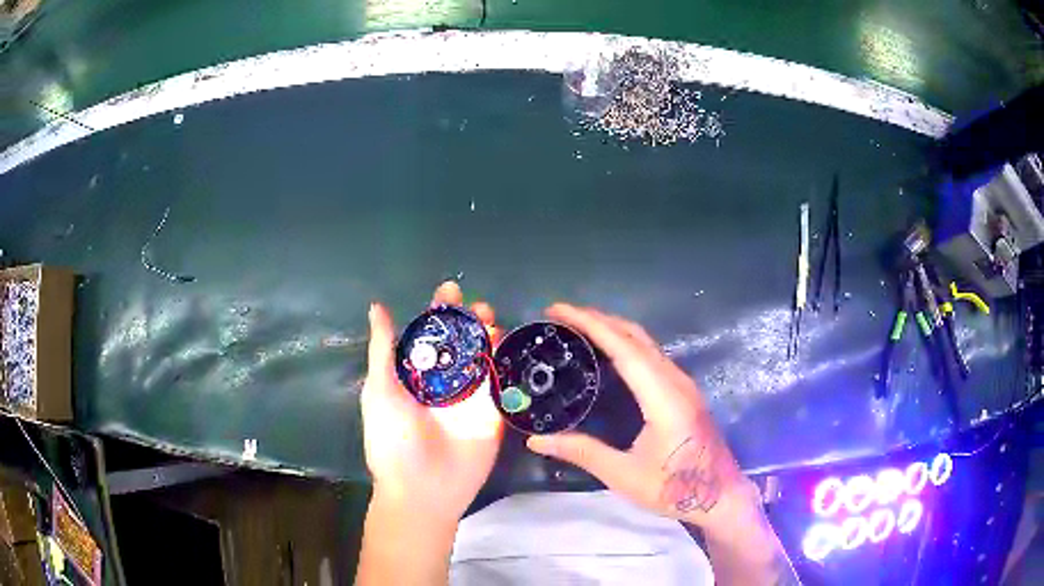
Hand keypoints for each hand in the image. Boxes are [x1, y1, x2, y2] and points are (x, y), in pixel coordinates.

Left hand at [361, 281, 502, 523]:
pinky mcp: (492, 414)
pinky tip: (509, 345)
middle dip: (470, 321)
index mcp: (415, 377)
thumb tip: (378, 307)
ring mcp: (470, 399)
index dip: (440, 313)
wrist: (422, 489)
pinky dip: (506, 363)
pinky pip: (501, 384)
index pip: (430, 337)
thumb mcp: (380, 390)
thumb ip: (383, 350)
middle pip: (462, 344)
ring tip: (492, 320)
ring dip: (490, 337)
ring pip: (483, 359)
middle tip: (479, 307)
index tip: (450, 290)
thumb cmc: (392, 439)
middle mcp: (444, 384)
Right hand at [526, 304, 757, 533]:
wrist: (720, 497)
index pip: (625, 349)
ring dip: (614, 328)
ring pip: (647, 343)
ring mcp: (684, 385)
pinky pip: (653, 355)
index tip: (559, 309)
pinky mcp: (685, 392)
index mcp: (663, 398)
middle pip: (637, 337)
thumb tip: (536, 440)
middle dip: (599, 318)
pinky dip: (627, 343)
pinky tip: (611, 352)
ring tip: (580, 326)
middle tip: (561, 314)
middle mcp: (676, 382)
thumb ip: (582, 452)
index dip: (591, 324)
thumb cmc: (675, 489)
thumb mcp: (624, 475)